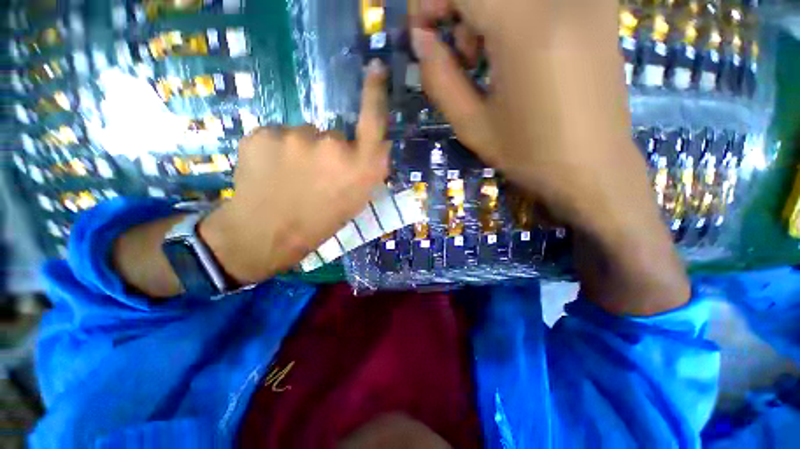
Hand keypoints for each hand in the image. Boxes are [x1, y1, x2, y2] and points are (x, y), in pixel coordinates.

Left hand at [199, 61, 389, 283]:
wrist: (267, 234)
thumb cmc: (320, 222)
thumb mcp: (355, 201)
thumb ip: (364, 170)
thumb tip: (364, 147)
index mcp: (360, 167)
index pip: (374, 120)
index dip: (375, 93)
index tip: (375, 69)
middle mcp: (334, 145)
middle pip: (333, 133)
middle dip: (327, 151)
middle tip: (314, 176)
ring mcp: (296, 136)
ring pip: (303, 134)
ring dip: (300, 150)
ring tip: (289, 177)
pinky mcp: (263, 133)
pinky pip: (277, 134)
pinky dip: (276, 149)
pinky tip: (270, 171)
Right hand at [410, 0, 689, 314]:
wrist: (593, 169)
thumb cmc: (529, 155)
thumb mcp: (472, 125)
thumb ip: (440, 78)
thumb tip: (421, 40)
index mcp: (527, 28)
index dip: (431, 3)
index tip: (423, 36)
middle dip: (457, 10)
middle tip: (457, 55)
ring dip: (484, 13)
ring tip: (482, 59)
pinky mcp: (598, 8)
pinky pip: (537, 0)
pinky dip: (512, 14)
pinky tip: (512, 51)